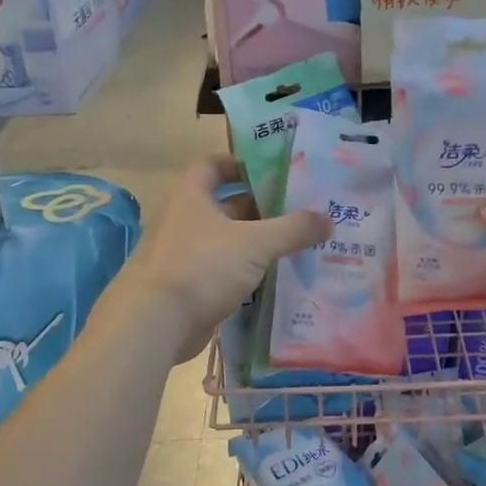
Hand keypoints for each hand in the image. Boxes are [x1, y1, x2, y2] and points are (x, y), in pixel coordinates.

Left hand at [120, 156, 331, 361]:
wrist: (158, 323)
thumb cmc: (203, 267)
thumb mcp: (255, 243)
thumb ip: (292, 229)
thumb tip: (328, 219)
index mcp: (192, 196)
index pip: (212, 165)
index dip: (240, 163)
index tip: (272, 171)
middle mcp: (186, 221)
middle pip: (226, 204)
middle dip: (260, 207)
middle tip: (299, 212)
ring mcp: (185, 255)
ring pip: (228, 241)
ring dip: (257, 243)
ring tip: (297, 245)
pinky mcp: (190, 287)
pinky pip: (224, 272)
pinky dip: (247, 273)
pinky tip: (276, 279)